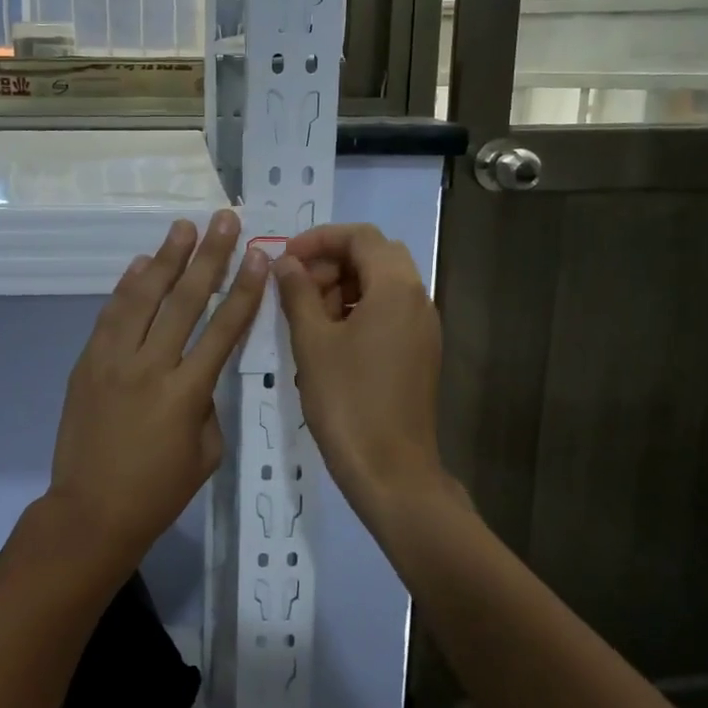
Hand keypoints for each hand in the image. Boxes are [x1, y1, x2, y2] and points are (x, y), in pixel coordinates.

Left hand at [45, 210, 269, 574]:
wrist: (90, 512)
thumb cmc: (158, 491)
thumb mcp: (205, 451)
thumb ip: (207, 402)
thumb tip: (196, 369)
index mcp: (187, 393)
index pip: (224, 329)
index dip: (244, 289)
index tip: (258, 255)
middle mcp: (151, 366)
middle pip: (185, 300)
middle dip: (209, 256)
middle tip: (223, 220)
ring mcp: (113, 361)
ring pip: (143, 298)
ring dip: (165, 259)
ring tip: (182, 228)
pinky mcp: (87, 363)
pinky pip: (110, 315)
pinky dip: (126, 287)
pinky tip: (141, 264)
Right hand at [274, 224, 457, 529]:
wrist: (391, 471)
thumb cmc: (347, 400)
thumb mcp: (312, 342)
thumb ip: (297, 293)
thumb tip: (284, 262)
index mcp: (396, 288)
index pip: (361, 236)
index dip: (319, 239)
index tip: (285, 258)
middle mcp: (418, 299)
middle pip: (374, 257)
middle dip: (331, 263)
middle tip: (295, 289)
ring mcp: (423, 328)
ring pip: (381, 285)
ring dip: (343, 287)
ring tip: (306, 319)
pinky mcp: (419, 352)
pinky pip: (388, 313)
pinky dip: (357, 311)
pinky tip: (327, 341)